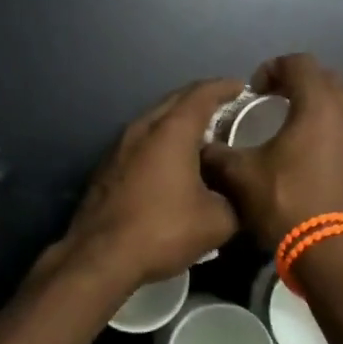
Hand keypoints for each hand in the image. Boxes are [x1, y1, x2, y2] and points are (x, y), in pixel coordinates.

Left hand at [57, 78, 245, 290]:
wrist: (100, 255)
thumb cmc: (163, 229)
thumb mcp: (216, 221)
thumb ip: (235, 200)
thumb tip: (238, 195)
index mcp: (172, 130)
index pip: (202, 94)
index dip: (224, 87)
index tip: (242, 87)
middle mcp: (144, 127)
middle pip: (176, 100)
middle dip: (202, 99)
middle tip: (227, 109)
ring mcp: (121, 144)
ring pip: (156, 119)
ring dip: (179, 121)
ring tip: (203, 134)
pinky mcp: (108, 164)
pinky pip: (142, 139)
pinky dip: (162, 140)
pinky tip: (173, 161)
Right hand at [201, 54, 342, 252]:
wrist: (332, 254)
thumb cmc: (286, 203)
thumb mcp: (241, 176)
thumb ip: (218, 154)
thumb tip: (201, 148)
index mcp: (318, 106)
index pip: (299, 63)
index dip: (272, 67)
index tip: (254, 90)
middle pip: (326, 77)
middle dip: (298, 80)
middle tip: (273, 98)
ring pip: (340, 103)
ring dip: (314, 104)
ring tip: (287, 124)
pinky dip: (325, 127)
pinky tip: (303, 152)